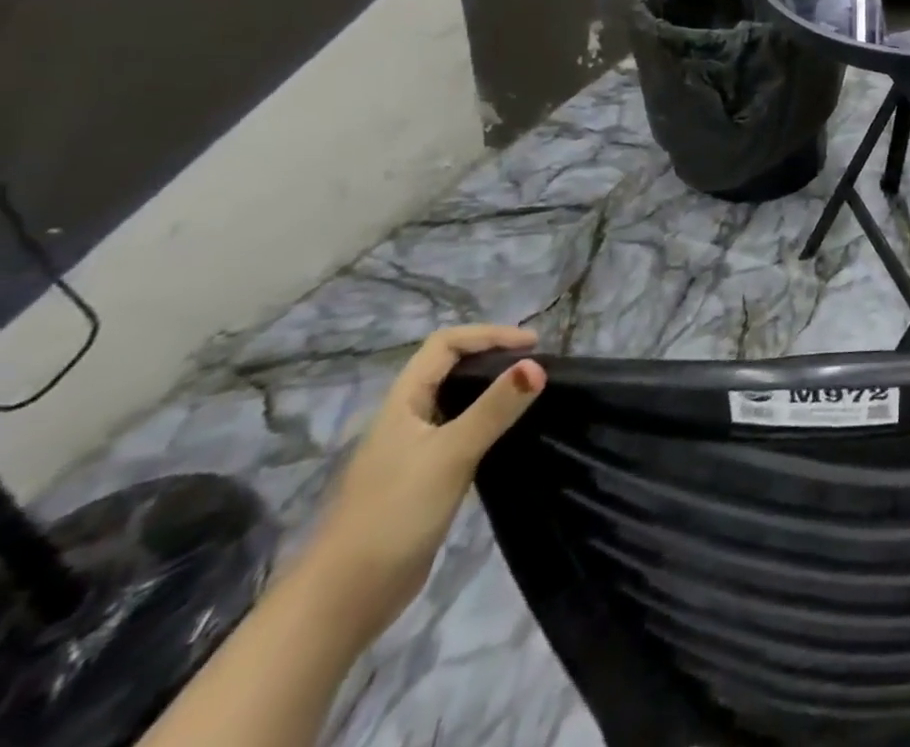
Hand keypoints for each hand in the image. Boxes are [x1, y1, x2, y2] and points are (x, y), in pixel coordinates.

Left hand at [301, 325, 545, 642]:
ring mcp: (414, 451)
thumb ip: (495, 408)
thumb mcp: (450, 454)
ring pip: (459, 401)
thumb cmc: (392, 515)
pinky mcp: (425, 479)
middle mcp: (407, 419)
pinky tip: (511, 435)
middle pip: (452, 368)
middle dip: (495, 357)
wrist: (342, 602)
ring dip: (494, 390)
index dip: (489, 334)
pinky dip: (490, 422)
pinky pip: (463, 433)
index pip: (445, 344)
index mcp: (403, 403)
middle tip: (538, 366)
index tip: (533, 345)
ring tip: (533, 394)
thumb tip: (538, 364)